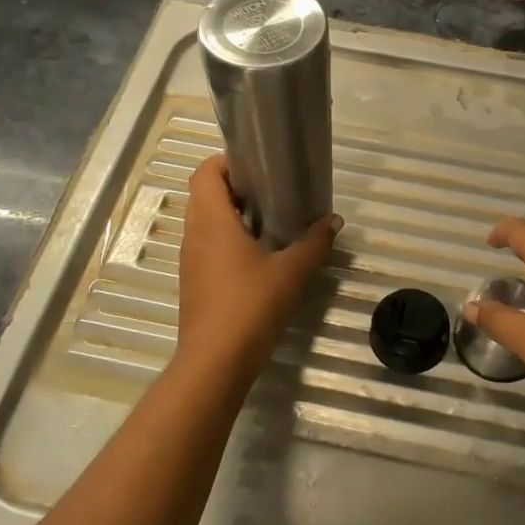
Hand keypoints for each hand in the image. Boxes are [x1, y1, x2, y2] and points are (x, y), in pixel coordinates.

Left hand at [175, 156, 340, 386]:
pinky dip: (227, 240)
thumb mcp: (291, 272)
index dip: (226, 161)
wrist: (215, 362)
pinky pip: (206, 247)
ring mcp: (190, 260)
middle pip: (205, 195)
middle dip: (235, 188)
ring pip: (205, 222)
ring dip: (231, 216)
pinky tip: (257, 257)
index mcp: (212, 221)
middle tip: (271, 192)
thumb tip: (334, 221)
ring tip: (269, 222)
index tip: (257, 166)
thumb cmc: (250, 306)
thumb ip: (314, 243)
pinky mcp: (193, 282)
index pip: (205, 173)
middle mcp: (194, 234)